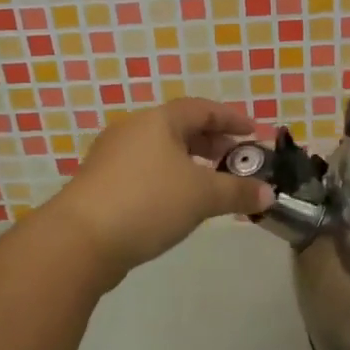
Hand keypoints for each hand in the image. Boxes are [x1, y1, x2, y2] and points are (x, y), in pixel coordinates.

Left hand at [42, 97, 273, 286]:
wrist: (80, 240)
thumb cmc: (148, 202)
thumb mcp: (202, 196)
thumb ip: (238, 192)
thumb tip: (269, 194)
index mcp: (158, 120)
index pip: (202, 109)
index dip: (231, 119)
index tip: (254, 133)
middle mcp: (133, 129)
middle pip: (180, 127)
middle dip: (211, 142)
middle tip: (235, 160)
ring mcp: (112, 155)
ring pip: (160, 150)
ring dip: (189, 162)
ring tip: (210, 183)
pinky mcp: (100, 183)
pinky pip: (144, 169)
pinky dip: (168, 177)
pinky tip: (177, 202)